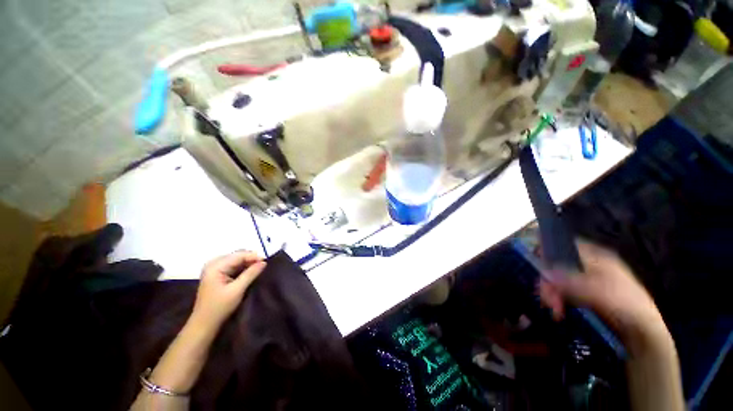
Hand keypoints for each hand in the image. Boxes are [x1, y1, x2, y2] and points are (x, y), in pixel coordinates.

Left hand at [190, 251, 266, 331]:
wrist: (204, 324)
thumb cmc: (219, 307)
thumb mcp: (237, 290)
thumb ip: (251, 274)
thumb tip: (264, 262)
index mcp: (215, 266)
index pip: (239, 255)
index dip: (253, 257)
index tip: (266, 262)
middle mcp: (213, 264)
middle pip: (237, 256)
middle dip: (250, 259)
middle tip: (262, 266)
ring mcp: (214, 269)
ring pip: (235, 260)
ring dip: (247, 263)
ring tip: (258, 269)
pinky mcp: (216, 275)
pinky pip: (232, 266)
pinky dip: (242, 268)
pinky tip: (249, 272)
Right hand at [539, 241, 667, 349]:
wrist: (642, 331)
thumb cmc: (624, 303)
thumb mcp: (597, 291)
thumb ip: (569, 280)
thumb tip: (544, 272)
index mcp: (596, 256)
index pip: (565, 245)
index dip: (548, 249)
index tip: (535, 262)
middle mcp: (589, 265)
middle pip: (558, 265)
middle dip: (549, 281)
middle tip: (546, 298)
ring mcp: (586, 280)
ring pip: (559, 280)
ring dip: (552, 294)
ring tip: (554, 310)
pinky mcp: (584, 295)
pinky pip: (564, 292)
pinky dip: (558, 300)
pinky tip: (559, 311)